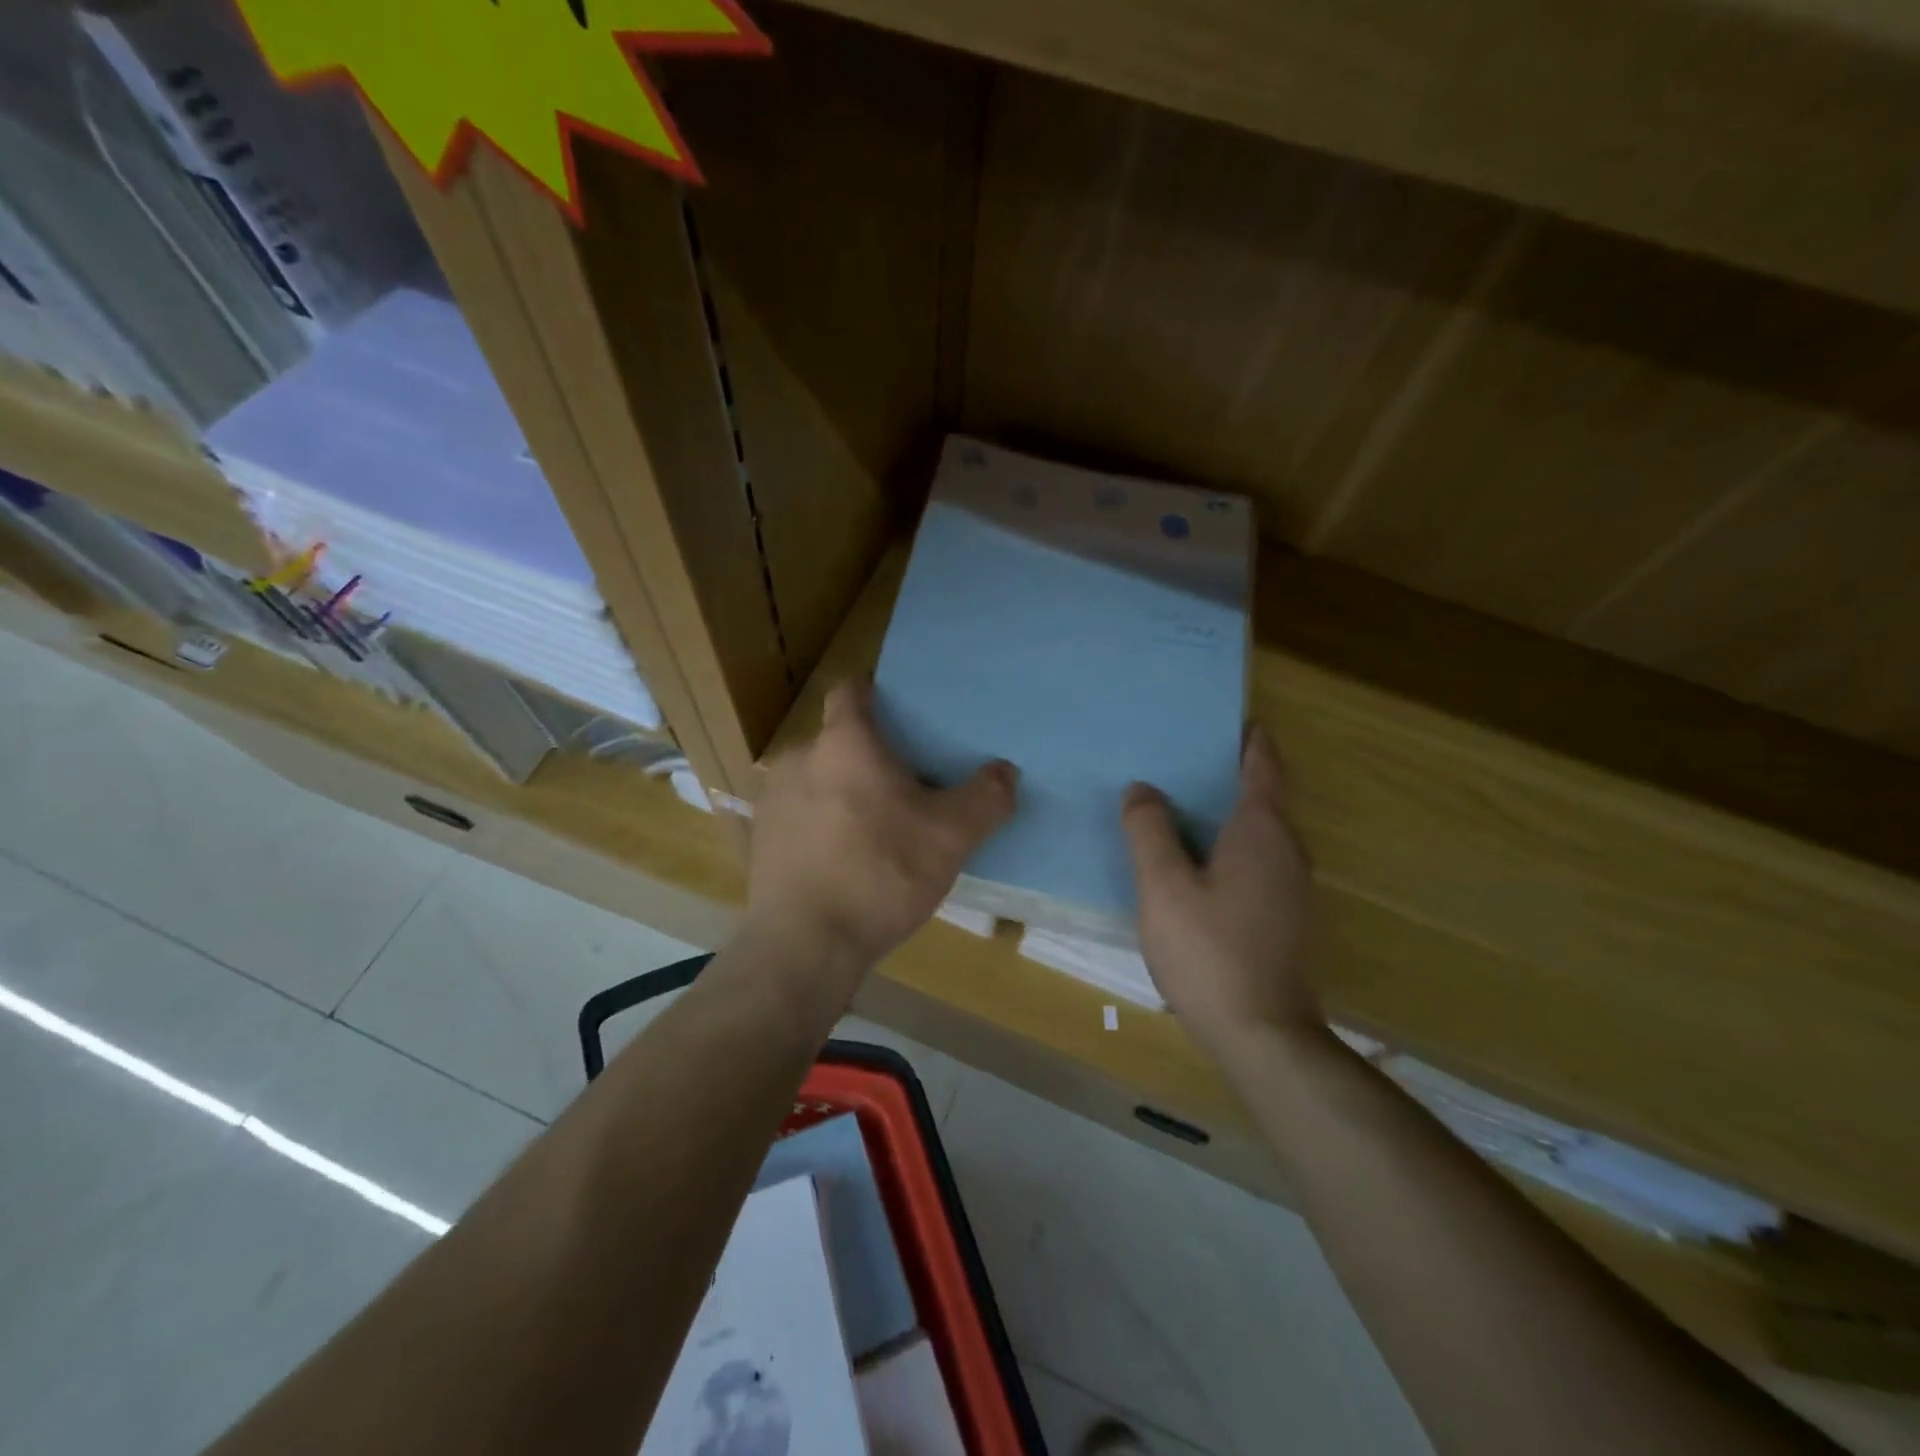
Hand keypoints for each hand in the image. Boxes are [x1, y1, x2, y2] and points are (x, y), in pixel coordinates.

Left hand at [747, 679, 1017, 972]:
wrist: (805, 945)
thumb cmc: (880, 874)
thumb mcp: (951, 837)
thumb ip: (986, 798)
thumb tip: (1006, 772)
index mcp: (844, 743)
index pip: (851, 690)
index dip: (875, 693)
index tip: (901, 712)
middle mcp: (798, 758)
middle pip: (839, 740)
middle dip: (869, 754)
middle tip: (905, 783)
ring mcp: (772, 799)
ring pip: (818, 778)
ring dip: (843, 791)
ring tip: (875, 825)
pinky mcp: (760, 839)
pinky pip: (799, 814)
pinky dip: (821, 824)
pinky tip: (843, 860)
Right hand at [1122, 727, 1318, 1052]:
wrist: (1261, 1034)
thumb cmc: (1209, 951)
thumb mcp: (1163, 886)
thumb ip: (1149, 830)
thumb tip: (1142, 789)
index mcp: (1262, 830)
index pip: (1263, 764)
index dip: (1247, 737)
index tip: (1222, 717)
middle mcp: (1288, 849)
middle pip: (1263, 794)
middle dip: (1227, 771)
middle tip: (1179, 757)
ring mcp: (1293, 885)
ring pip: (1260, 830)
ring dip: (1227, 810)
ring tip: (1178, 803)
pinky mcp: (1285, 914)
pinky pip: (1258, 858)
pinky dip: (1230, 843)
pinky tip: (1195, 860)